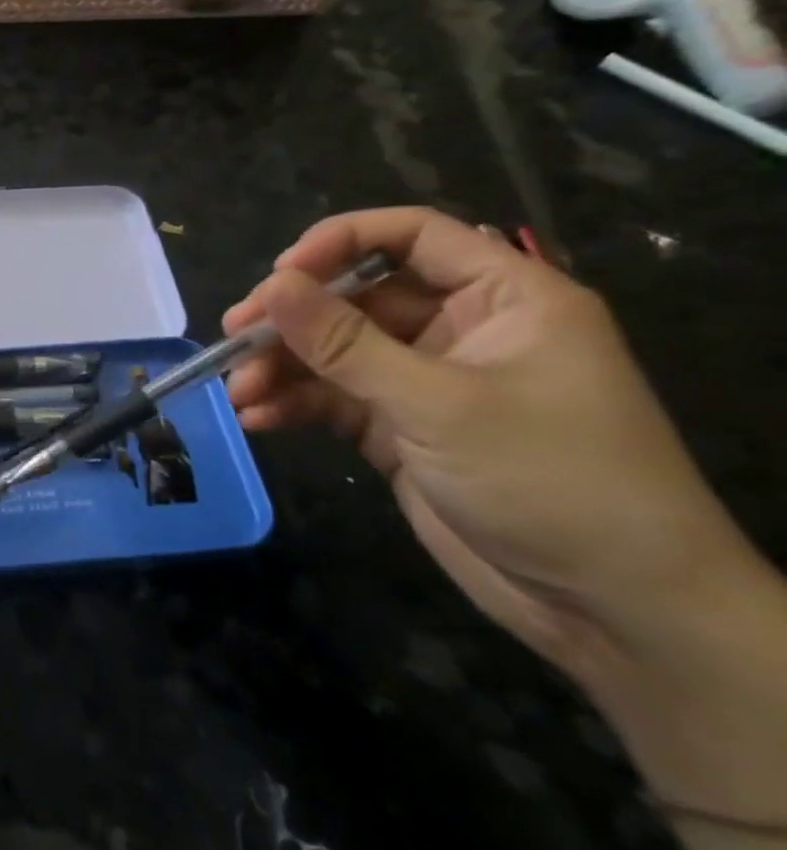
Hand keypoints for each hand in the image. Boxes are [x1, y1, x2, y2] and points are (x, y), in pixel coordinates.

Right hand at [223, 207, 760, 687]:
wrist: (613, 613)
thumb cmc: (550, 482)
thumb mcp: (438, 405)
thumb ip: (345, 343)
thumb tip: (270, 285)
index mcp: (503, 300)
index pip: (413, 236)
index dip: (340, 241)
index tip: (280, 274)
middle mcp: (462, 329)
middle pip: (356, 296)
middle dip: (293, 317)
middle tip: (234, 335)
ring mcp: (427, 381)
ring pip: (335, 350)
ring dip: (282, 365)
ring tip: (240, 390)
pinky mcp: (400, 428)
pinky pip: (333, 397)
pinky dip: (294, 403)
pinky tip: (259, 419)